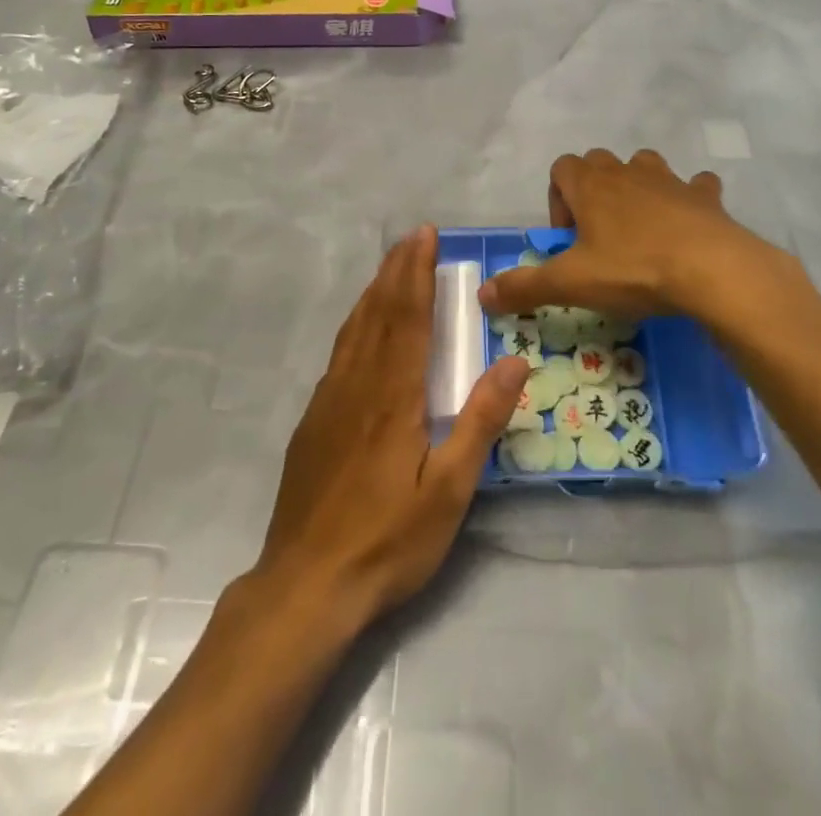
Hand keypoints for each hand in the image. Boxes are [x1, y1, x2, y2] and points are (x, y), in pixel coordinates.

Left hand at [254, 227, 529, 628]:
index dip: (417, 272)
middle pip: (379, 312)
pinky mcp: (313, 421)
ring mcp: (329, 401)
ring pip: (354, 329)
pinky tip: (361, 329)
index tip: (425, 236)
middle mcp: (358, 384)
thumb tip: (515, 361)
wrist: (306, 584)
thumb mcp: (450, 490)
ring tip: (390, 268)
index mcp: (394, 395)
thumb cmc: (388, 540)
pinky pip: (339, 354)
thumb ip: (481, 421)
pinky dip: (355, 324)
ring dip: (375, 291)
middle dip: (397, 270)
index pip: (408, 317)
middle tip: (412, 237)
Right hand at [479, 149, 768, 321]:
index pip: (561, 168)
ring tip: (640, 232)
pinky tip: (688, 226)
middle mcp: (626, 172)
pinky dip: (689, 200)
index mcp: (591, 185)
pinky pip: (694, 187)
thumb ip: (524, 287)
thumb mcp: (571, 284)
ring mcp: (669, 180)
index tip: (568, 240)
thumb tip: (482, 296)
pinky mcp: (704, 196)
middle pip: (599, 164)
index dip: (557, 200)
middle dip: (593, 193)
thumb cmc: (633, 270)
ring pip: (644, 167)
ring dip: (638, 189)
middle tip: (599, 239)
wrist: (712, 270)